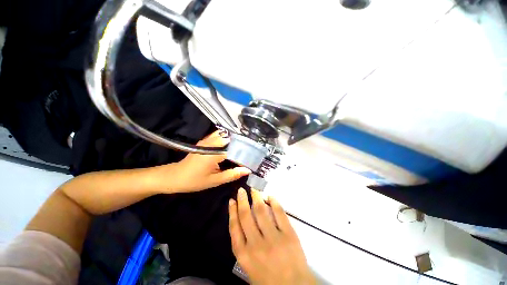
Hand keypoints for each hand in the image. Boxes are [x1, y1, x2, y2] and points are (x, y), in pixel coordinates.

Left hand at [163, 131, 250, 192]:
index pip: (236, 149)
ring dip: (236, 140)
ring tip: (246, 147)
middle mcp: (212, 143)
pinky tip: (233, 144)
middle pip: (232, 139)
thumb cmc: (194, 180)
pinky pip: (220, 135)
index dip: (246, 152)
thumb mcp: (215, 180)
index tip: (254, 157)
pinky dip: (228, 138)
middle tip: (252, 151)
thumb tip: (248, 170)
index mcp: (215, 153)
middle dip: (243, 144)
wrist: (175, 176)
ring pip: (227, 135)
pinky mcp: (206, 140)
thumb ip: (232, 174)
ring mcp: (208, 140)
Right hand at [229, 188, 315, 284]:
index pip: (234, 227)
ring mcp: (273, 238)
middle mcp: (256, 245)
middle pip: (246, 216)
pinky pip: (279, 213)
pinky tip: (270, 196)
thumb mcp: (249, 267)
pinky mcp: (288, 235)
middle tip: (242, 190)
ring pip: (261, 211)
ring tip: (254, 189)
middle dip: (243, 200)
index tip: (232, 200)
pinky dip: (274, 202)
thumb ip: (244, 246)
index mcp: (244, 255)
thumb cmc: (268, 279)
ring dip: (256, 197)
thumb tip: (242, 222)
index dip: (232, 212)